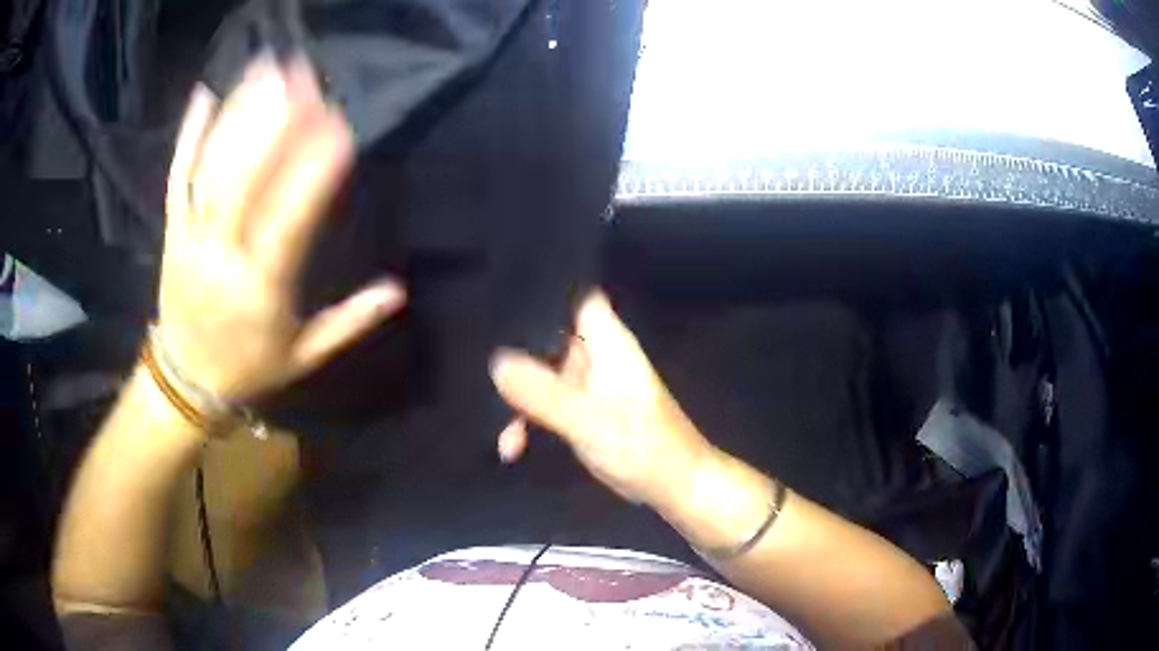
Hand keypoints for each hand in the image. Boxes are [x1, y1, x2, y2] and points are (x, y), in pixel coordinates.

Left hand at [159, 55, 404, 401]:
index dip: (314, 170)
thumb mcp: (304, 355)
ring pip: (212, 168)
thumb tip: (398, 290)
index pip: (289, 220)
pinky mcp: (172, 230)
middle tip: (304, 73)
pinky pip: (177, 177)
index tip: (341, 125)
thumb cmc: (248, 368)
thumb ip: (349, 323)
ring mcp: (191, 237)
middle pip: (245, 179)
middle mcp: (222, 255)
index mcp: (260, 288)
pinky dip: (188, 136)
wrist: (185, 381)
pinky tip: (203, 95)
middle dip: (274, 120)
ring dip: (239, 113)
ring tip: (267, 67)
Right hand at [489, 292, 711, 507]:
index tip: (499, 295)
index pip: (574, 296)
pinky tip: (512, 446)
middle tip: (473, 369)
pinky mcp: (581, 409)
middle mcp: (595, 355)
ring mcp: (587, 383)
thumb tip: (496, 362)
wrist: (671, 485)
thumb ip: (543, 392)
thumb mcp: (587, 420)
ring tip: (503, 433)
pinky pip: (545, 402)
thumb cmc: (642, 446)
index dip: (542, 292)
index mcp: (606, 342)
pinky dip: (528, 419)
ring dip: (517, 397)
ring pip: (540, 372)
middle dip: (514, 353)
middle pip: (546, 336)